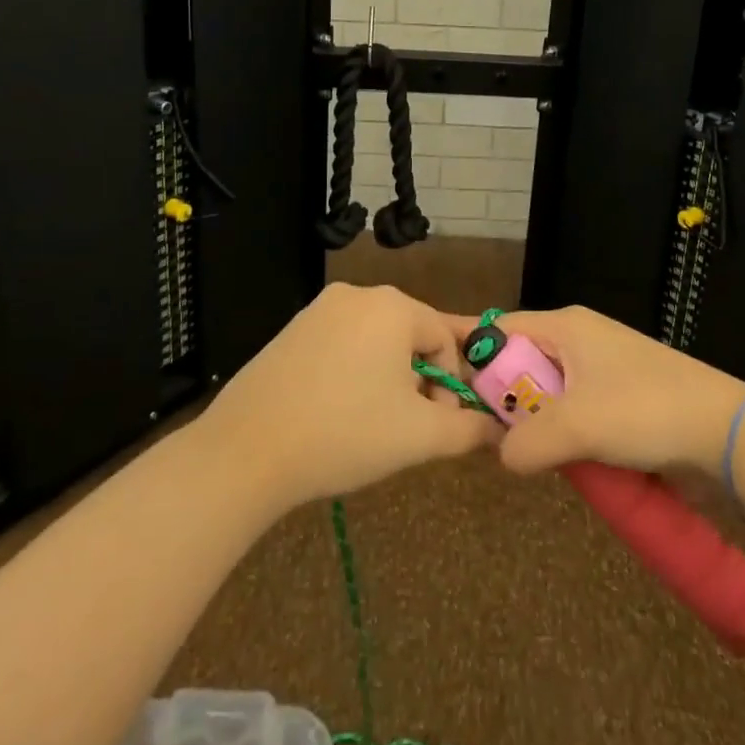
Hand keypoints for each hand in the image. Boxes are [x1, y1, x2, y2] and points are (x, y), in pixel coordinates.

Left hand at [197, 283, 502, 509]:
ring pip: (377, 339)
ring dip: (388, 376)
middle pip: (412, 333)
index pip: (446, 338)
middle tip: (405, 426)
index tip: (436, 424)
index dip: (451, 383)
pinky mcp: (294, 327)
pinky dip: (354, 371)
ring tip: (371, 423)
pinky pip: (344, 342)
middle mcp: (359, 294)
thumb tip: (496, 428)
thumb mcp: (418, 436)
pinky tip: (338, 411)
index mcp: (394, 306)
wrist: (248, 450)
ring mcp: (321, 307)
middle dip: (419, 379)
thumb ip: (468, 429)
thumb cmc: (344, 434)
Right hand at [488, 306, 744, 477]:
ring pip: (549, 392)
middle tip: (497, 439)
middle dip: (509, 400)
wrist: (727, 432)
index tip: (459, 400)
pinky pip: (576, 410)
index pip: (501, 329)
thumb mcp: (578, 426)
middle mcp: (580, 338)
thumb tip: (502, 457)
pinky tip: (571, 460)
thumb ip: (527, 442)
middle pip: (523, 362)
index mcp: (566, 326)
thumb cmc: (646, 411)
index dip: (476, 360)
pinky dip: (567, 433)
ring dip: (540, 423)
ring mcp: (604, 367)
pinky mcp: (623, 395)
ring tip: (536, 456)